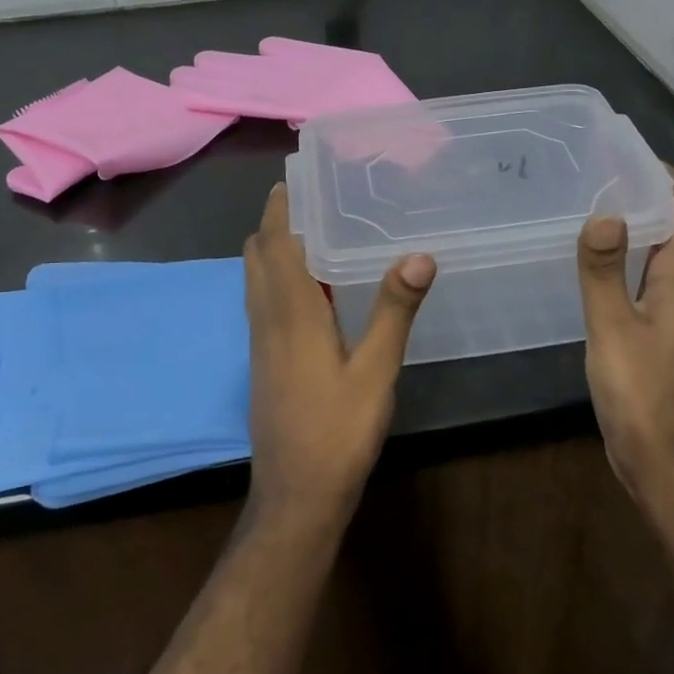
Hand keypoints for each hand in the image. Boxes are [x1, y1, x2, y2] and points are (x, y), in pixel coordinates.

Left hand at [243, 184, 435, 527]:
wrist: (296, 495)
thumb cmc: (338, 430)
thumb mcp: (376, 371)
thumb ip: (394, 310)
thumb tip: (419, 254)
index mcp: (291, 311)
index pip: (274, 242)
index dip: (280, 207)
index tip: (297, 178)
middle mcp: (267, 317)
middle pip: (257, 253)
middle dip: (274, 220)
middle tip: (311, 199)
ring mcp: (259, 341)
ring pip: (255, 277)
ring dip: (272, 247)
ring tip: (312, 232)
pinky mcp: (262, 360)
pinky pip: (261, 300)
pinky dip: (275, 275)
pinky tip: (310, 287)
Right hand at [577, 166, 673, 498]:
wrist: (665, 465)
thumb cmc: (640, 394)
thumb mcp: (612, 329)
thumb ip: (604, 271)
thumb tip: (604, 214)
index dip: (669, 181)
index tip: (635, 155)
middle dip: (658, 195)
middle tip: (614, 172)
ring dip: (651, 223)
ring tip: (608, 203)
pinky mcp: (671, 334)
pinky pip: (661, 277)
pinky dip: (641, 254)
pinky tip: (610, 259)